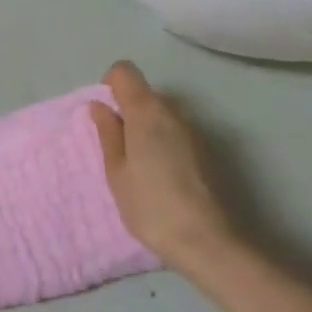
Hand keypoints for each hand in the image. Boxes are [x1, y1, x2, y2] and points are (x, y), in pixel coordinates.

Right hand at [89, 60, 245, 276]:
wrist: (207, 240)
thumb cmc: (150, 205)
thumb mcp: (116, 171)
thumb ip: (108, 133)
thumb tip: (100, 106)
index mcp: (147, 111)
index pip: (125, 71)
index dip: (110, 85)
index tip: (105, 116)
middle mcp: (175, 111)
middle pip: (146, 93)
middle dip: (129, 111)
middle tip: (118, 149)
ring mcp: (197, 129)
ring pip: (164, 113)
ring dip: (149, 128)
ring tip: (142, 167)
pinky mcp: (210, 149)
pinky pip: (179, 132)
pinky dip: (166, 142)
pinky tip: (165, 176)